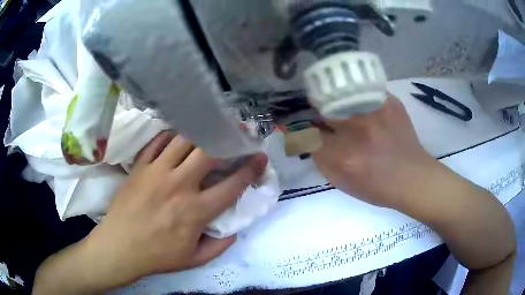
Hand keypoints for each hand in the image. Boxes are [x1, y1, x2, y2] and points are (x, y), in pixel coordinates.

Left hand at [81, 132, 267, 288]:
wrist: (119, 247)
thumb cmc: (157, 256)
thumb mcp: (194, 259)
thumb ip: (219, 245)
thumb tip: (234, 230)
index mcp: (196, 211)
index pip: (231, 184)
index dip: (250, 169)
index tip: (260, 157)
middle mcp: (179, 185)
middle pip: (209, 151)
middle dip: (229, 138)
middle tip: (239, 131)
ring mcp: (157, 172)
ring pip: (184, 140)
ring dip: (202, 131)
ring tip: (211, 126)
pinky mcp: (140, 167)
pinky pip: (157, 142)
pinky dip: (170, 135)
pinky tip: (178, 134)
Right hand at [313, 95, 437, 208]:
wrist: (413, 178)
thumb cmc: (377, 187)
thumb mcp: (342, 182)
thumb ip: (320, 158)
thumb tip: (307, 135)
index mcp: (343, 156)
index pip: (309, 132)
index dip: (304, 129)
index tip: (305, 127)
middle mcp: (357, 129)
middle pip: (322, 107)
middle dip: (317, 111)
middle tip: (322, 116)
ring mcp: (375, 111)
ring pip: (341, 94)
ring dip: (335, 101)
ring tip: (341, 108)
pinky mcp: (390, 102)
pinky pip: (363, 91)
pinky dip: (358, 98)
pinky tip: (363, 107)